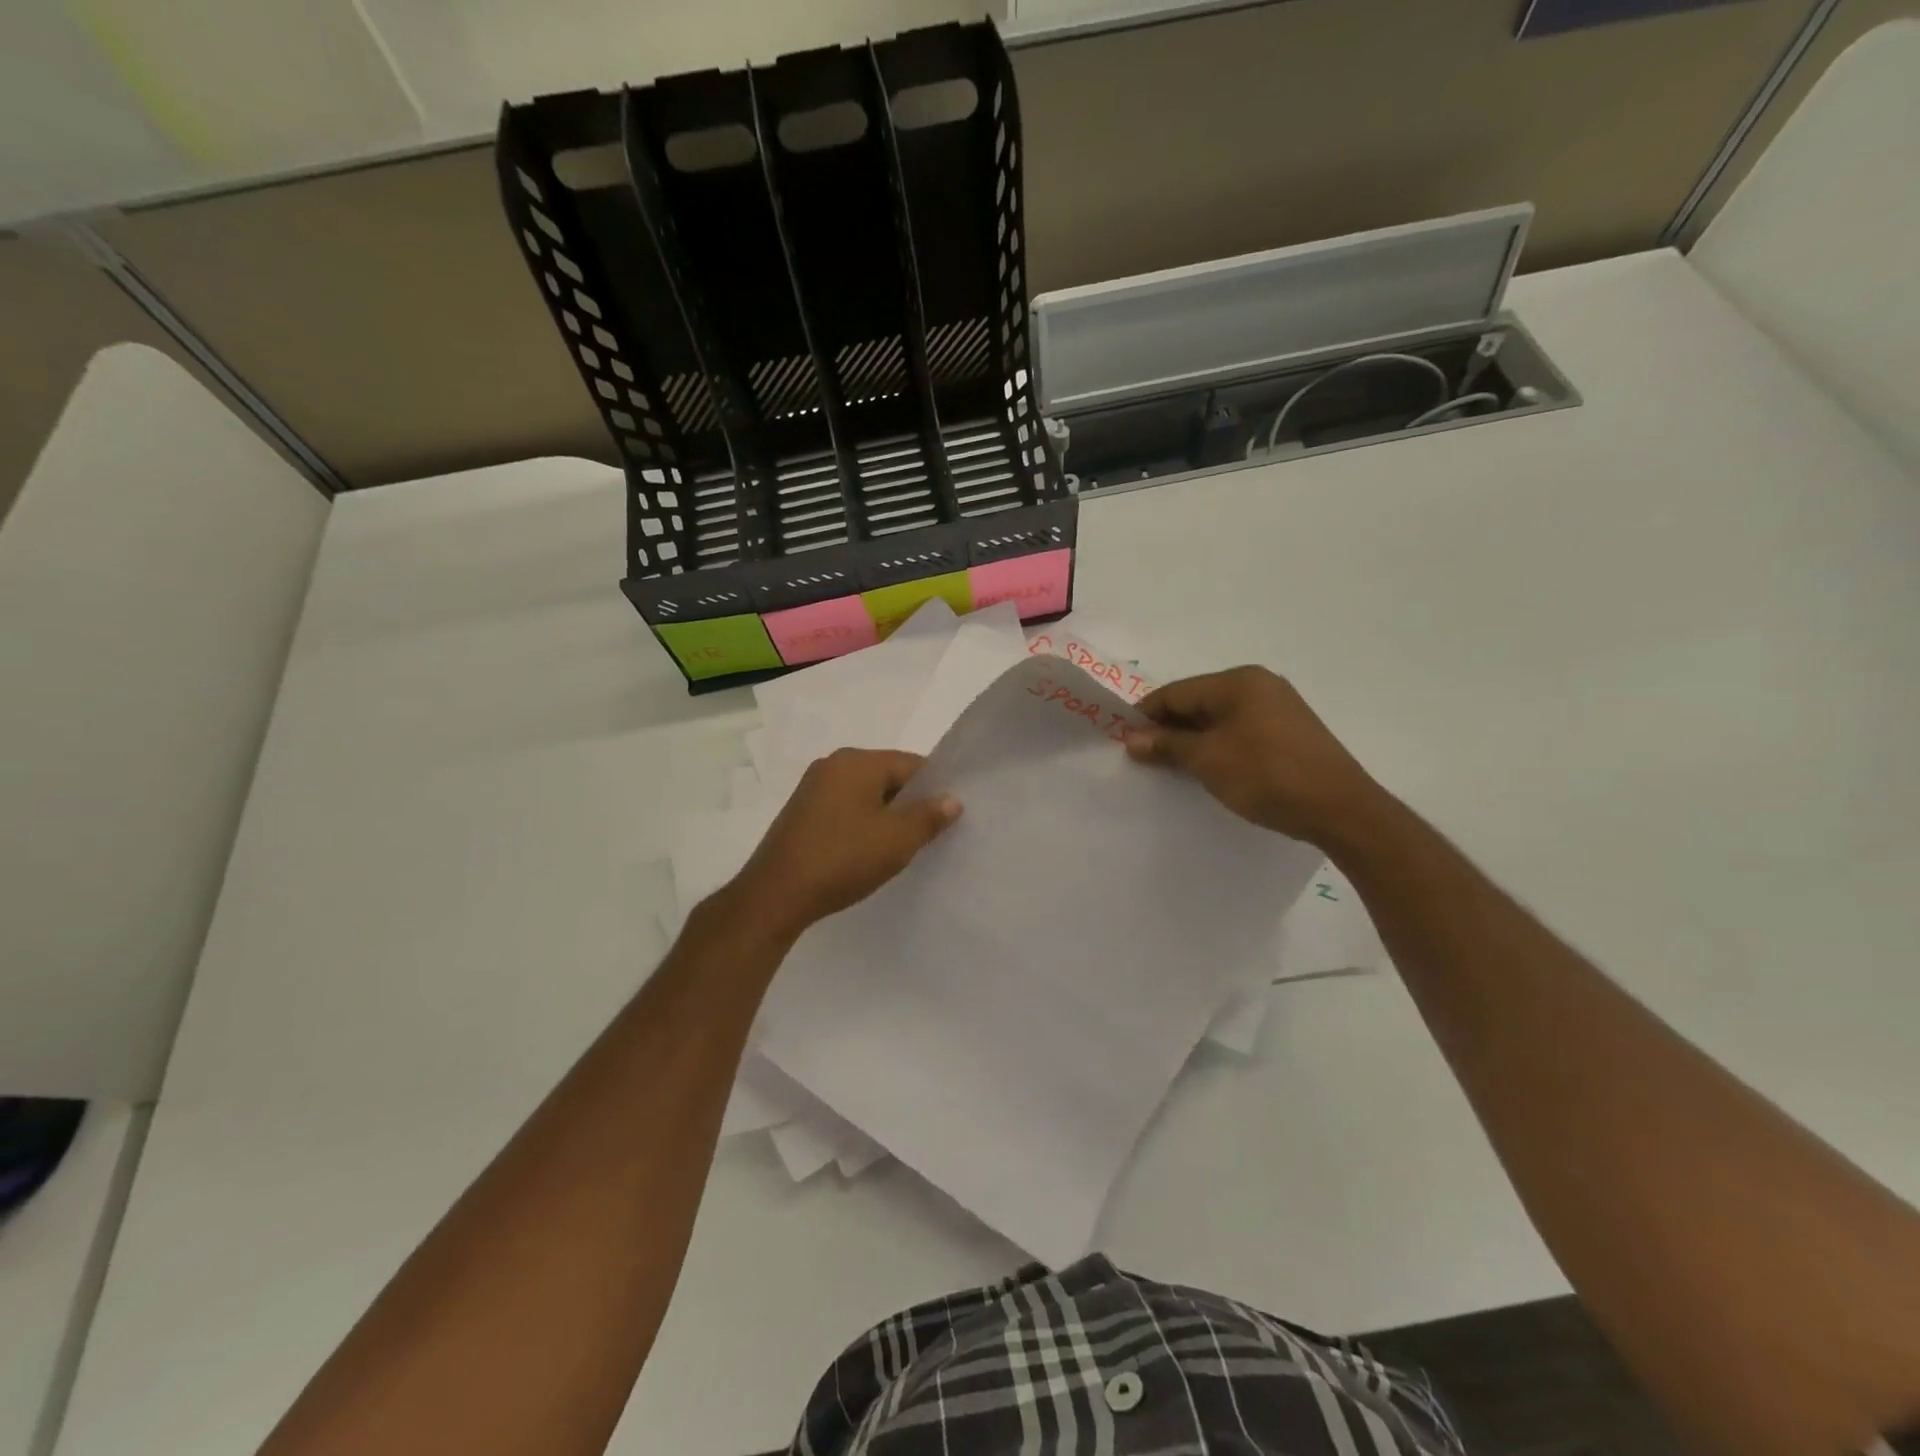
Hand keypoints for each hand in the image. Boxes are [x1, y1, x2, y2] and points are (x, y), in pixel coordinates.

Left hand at [726, 748, 960, 939]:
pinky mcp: (801, 812)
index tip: (948, 817)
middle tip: (928, 835)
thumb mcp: (897, 840)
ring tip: (899, 847)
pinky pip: (844, 808)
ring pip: (865, 794)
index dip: (935, 788)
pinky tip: (867, 851)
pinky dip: (861, 823)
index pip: (911, 764)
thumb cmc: (843, 859)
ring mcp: (812, 788)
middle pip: (887, 776)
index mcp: (857, 761)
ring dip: (885, 816)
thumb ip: (929, 816)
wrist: (776, 894)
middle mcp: (833, 764)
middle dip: (909, 803)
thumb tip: (951, 799)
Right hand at [1123, 666, 1388, 846]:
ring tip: (1170, 766)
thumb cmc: (1266, 775)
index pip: (1178, 692)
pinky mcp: (1290, 733)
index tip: (1122, 738)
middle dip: (1169, 728)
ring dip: (1192, 740)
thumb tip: (1132, 739)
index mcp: (1239, 681)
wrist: (1340, 809)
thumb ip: (1168, 745)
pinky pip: (1240, 732)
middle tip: (1142, 756)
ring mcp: (1279, 708)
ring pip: (1219, 719)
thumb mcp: (1208, 760)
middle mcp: (1260, 685)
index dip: (1146, 714)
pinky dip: (1217, 746)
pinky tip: (1207, 769)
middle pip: (1198, 702)